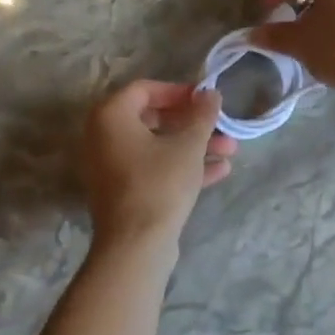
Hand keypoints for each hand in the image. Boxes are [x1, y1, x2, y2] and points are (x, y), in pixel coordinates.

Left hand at [81, 81, 234, 253]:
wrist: (136, 245)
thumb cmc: (160, 183)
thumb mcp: (189, 145)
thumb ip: (202, 114)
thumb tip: (210, 93)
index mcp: (110, 117)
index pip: (145, 89)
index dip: (179, 91)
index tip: (205, 99)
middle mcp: (103, 137)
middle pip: (153, 118)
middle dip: (192, 123)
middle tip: (220, 126)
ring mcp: (111, 167)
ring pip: (157, 146)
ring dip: (194, 146)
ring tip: (230, 150)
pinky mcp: (123, 191)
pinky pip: (154, 168)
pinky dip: (181, 166)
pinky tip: (219, 171)